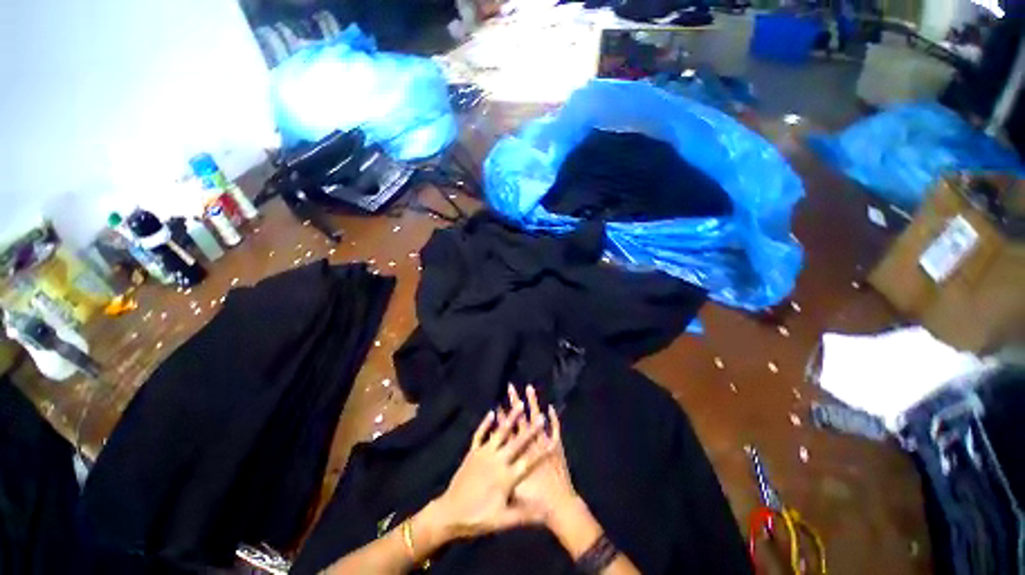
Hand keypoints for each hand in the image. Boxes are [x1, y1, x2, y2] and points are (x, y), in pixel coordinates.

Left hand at [431, 399, 551, 540]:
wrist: (449, 513)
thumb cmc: (478, 518)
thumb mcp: (502, 521)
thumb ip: (524, 515)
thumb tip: (545, 512)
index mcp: (506, 478)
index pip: (528, 463)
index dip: (541, 453)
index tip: (553, 441)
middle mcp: (497, 461)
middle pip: (517, 443)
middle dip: (530, 430)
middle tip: (540, 417)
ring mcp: (484, 454)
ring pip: (500, 432)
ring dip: (510, 417)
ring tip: (520, 404)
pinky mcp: (473, 452)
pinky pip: (480, 434)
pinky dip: (486, 423)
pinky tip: (492, 412)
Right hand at [508, 385, 578, 526]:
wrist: (559, 507)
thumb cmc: (533, 501)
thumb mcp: (512, 493)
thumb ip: (502, 478)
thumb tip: (492, 468)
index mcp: (518, 453)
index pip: (507, 430)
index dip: (502, 417)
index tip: (498, 404)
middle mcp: (530, 443)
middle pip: (520, 418)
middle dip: (515, 403)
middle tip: (511, 387)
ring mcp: (544, 442)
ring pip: (537, 417)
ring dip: (533, 402)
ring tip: (529, 388)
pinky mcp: (557, 447)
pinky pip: (555, 429)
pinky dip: (554, 418)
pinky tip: (551, 407)